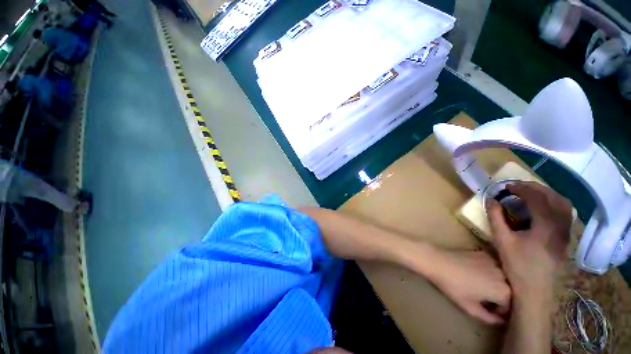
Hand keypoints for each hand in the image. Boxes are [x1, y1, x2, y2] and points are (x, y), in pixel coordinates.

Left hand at [429, 249, 510, 324]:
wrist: (438, 261)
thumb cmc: (453, 286)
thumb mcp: (470, 307)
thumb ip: (489, 317)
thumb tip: (499, 320)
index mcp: (504, 291)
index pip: (508, 306)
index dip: (498, 311)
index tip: (487, 310)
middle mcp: (505, 276)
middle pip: (507, 291)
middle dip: (498, 297)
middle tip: (483, 298)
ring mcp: (495, 262)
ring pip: (501, 278)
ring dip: (494, 284)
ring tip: (479, 285)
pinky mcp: (485, 253)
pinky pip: (493, 267)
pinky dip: (488, 272)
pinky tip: (474, 272)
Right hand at [488, 182, 572, 299]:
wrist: (534, 288)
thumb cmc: (517, 265)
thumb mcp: (501, 240)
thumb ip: (496, 218)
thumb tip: (491, 199)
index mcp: (545, 227)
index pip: (537, 198)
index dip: (522, 188)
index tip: (507, 186)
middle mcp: (560, 226)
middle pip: (554, 197)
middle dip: (536, 188)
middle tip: (518, 187)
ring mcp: (566, 232)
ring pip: (564, 204)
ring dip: (547, 194)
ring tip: (531, 193)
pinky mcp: (566, 237)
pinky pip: (565, 213)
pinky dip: (554, 203)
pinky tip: (543, 207)